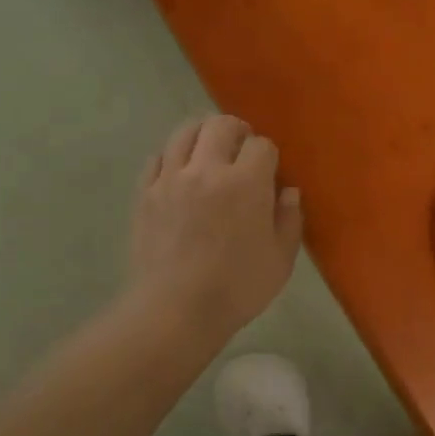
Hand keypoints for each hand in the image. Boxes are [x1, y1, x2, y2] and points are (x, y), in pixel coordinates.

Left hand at [128, 115, 302, 345]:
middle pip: (220, 125)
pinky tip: (180, 170)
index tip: (270, 173)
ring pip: (185, 132)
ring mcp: (170, 179)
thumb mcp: (281, 259)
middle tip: (242, 147)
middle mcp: (207, 169)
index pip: (261, 146)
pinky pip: (158, 157)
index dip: (269, 155)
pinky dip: (173, 155)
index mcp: (246, 183)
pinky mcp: (145, 193)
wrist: (176, 309)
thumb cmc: (237, 288)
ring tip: (210, 149)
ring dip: (202, 133)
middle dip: (237, 130)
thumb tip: (288, 191)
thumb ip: (289, 220)